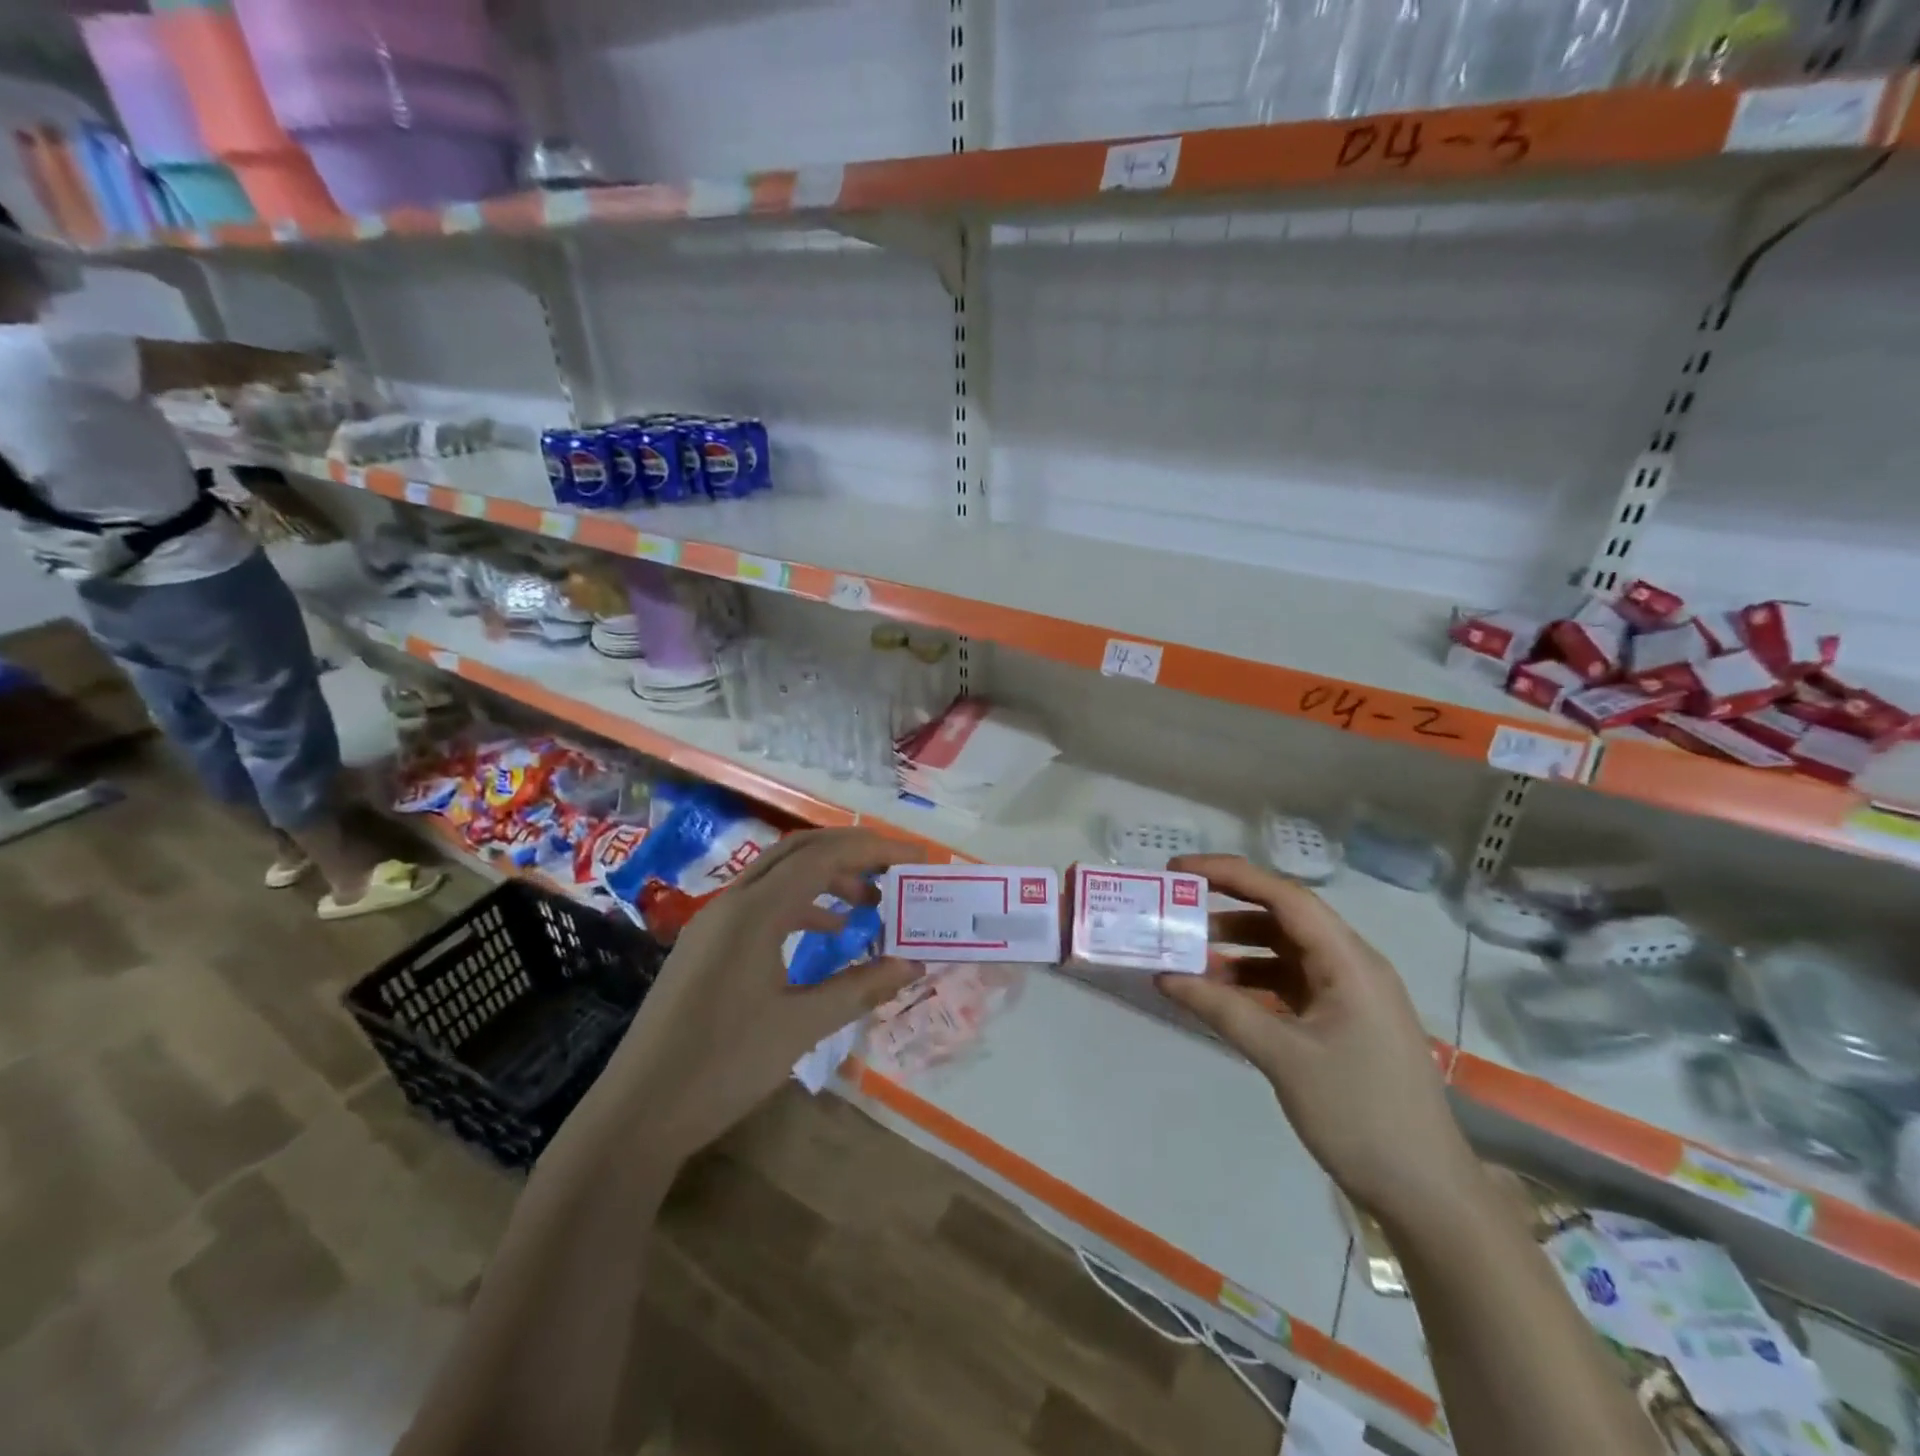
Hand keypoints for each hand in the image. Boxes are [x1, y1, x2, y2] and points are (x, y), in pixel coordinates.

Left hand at [596, 829, 921, 1165]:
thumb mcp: (801, 1026)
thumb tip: (913, 963)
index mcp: (754, 911)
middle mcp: (732, 902)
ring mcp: (713, 922)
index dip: (874, 851)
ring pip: (778, 875)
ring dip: (825, 879)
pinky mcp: (706, 946)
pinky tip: (826, 932)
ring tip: (868, 905)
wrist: (637, 1112)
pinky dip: (800, 906)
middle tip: (894, 868)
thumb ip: (860, 987)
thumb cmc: (724, 1065)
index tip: (915, 858)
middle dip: (851, 852)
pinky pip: (761, 904)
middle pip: (799, 851)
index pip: (824, 857)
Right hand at [1155, 854, 1481, 1229]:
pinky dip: (1254, 979)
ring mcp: (1350, 994)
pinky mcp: (1344, 1021)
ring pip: (1285, 950)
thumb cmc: (1360, 1114)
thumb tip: (1164, 975)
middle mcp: (1352, 965)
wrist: (1426, 1193)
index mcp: (1349, 961)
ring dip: (1239, 947)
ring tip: (1190, 955)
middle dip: (1229, 907)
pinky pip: (1291, 982)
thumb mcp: (1283, 1057)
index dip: (1230, 874)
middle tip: (1177, 906)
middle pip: (1284, 917)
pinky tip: (1222, 994)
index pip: (1284, 896)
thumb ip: (1222, 1009)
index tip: (1179, 869)